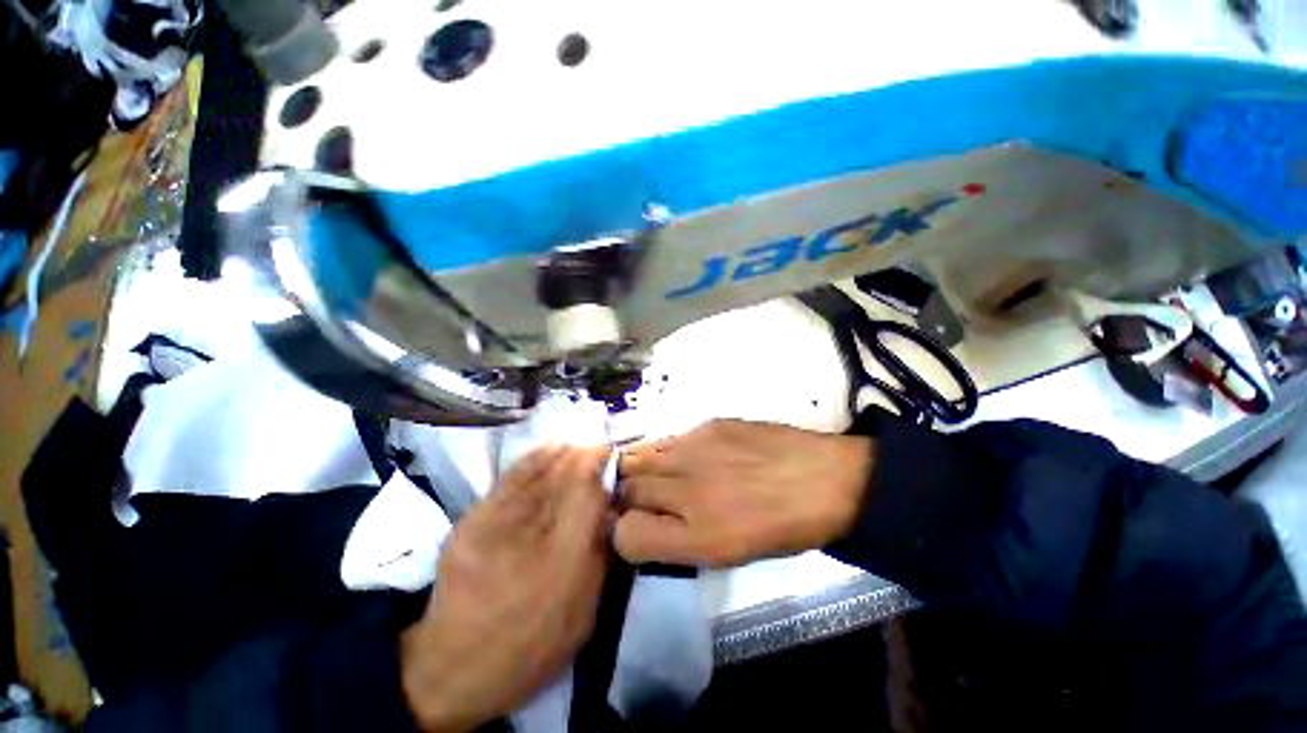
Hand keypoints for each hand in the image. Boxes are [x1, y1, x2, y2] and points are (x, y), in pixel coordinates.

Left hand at [400, 446, 610, 731]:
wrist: (453, 667)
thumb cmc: (531, 646)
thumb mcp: (584, 613)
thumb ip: (602, 556)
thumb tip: (610, 510)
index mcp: (565, 560)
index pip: (588, 492)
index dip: (601, 467)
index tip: (611, 456)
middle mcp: (532, 532)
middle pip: (564, 475)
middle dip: (585, 456)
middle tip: (598, 450)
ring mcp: (497, 522)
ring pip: (540, 470)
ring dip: (564, 454)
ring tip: (577, 447)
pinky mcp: (473, 518)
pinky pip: (512, 476)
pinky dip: (535, 458)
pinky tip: (550, 449)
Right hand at [615, 420, 873, 567]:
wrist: (825, 480)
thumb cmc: (781, 529)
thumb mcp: (728, 555)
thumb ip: (675, 543)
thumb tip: (641, 526)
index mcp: (698, 537)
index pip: (626, 535)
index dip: (625, 534)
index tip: (637, 529)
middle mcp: (688, 491)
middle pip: (626, 490)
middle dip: (626, 498)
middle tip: (644, 501)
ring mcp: (695, 450)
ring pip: (639, 459)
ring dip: (640, 471)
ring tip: (659, 477)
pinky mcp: (708, 425)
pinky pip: (668, 440)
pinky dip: (667, 453)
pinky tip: (689, 458)